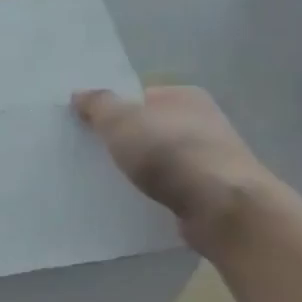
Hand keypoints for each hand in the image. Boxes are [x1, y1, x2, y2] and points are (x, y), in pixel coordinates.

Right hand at [72, 86, 280, 256]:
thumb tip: (79, 94)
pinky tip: (133, 203)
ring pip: (159, 161)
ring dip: (138, 171)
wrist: (222, 208)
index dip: (112, 109)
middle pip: (149, 128)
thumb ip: (98, 105)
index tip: (86, 127)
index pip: (140, 96)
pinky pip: (170, 188)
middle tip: (89, 156)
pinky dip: (153, 194)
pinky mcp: (210, 193)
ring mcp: (209, 159)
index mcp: (185, 96)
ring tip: (106, 183)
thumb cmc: (170, 153)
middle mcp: (202, 122)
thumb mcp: (122, 120)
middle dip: (123, 141)